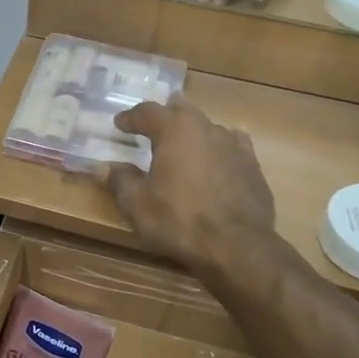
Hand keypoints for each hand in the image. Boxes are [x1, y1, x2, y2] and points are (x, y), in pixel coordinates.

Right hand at [102, 97, 277, 274]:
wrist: (236, 246)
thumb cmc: (178, 221)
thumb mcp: (136, 204)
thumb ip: (119, 180)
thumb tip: (104, 167)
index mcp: (174, 130)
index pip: (147, 112)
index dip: (130, 117)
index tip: (119, 124)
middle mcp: (206, 128)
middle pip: (182, 111)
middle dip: (165, 116)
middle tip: (153, 125)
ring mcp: (234, 146)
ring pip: (208, 128)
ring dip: (192, 133)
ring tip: (182, 145)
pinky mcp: (253, 166)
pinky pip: (233, 147)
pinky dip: (220, 149)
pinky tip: (218, 157)